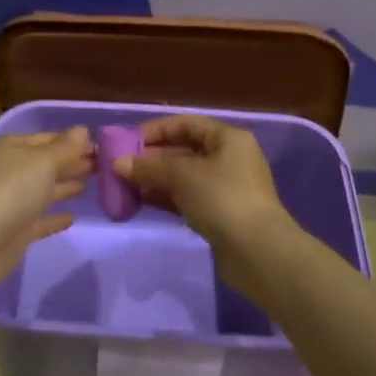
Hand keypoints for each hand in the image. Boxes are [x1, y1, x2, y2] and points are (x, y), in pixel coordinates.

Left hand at [0, 127, 94, 302]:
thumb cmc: (7, 193)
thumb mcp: (41, 163)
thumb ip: (65, 149)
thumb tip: (83, 129)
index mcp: (14, 148)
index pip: (50, 139)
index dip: (75, 142)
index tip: (105, 147)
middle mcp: (13, 172)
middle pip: (49, 164)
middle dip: (74, 162)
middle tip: (107, 164)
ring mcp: (13, 203)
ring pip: (46, 190)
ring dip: (67, 186)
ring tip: (96, 182)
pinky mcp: (15, 232)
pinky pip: (41, 220)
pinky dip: (55, 218)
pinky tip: (74, 217)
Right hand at [114, 115, 289, 255]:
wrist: (257, 251)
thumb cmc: (222, 198)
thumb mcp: (182, 176)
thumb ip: (149, 167)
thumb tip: (117, 163)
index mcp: (228, 138)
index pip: (186, 124)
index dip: (156, 130)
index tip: (128, 142)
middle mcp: (230, 158)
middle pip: (185, 150)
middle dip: (152, 157)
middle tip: (122, 166)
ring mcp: (227, 187)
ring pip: (185, 176)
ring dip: (157, 179)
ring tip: (126, 185)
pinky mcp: (222, 213)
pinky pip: (189, 197)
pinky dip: (167, 197)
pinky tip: (143, 201)